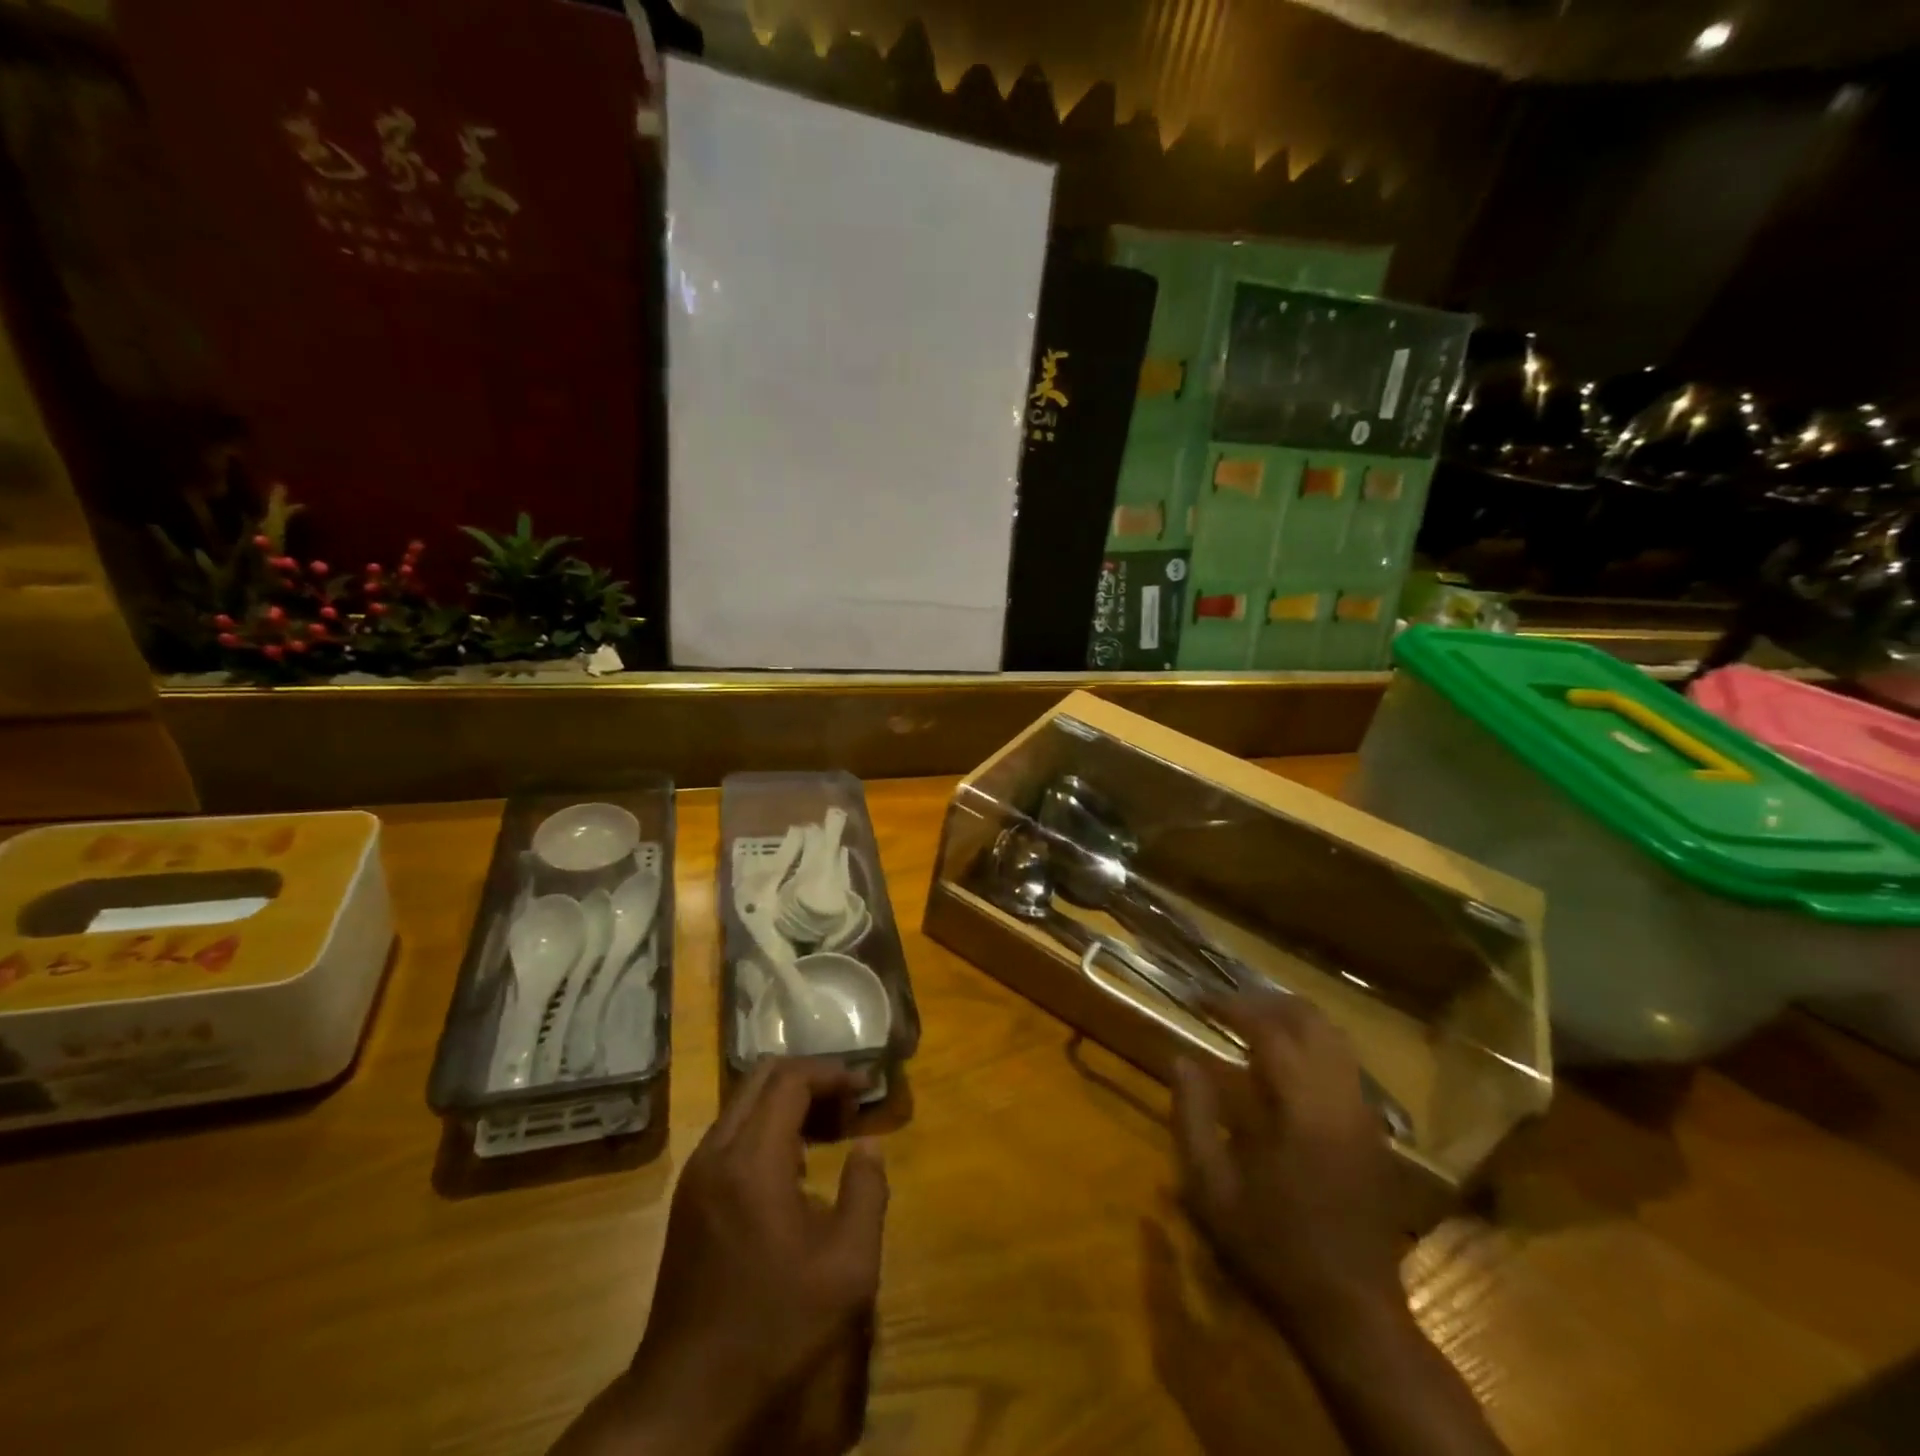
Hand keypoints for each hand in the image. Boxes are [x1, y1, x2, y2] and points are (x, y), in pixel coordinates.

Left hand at [553, 1059, 887, 1455]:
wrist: (688, 1399)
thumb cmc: (775, 1330)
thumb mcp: (847, 1267)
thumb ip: (867, 1192)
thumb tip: (869, 1143)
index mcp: (752, 1161)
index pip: (791, 1079)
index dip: (833, 1073)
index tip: (866, 1088)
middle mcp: (716, 1153)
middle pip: (762, 1078)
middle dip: (810, 1079)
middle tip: (849, 1105)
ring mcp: (695, 1174)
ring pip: (744, 1103)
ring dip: (788, 1102)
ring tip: (830, 1131)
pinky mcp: (689, 1197)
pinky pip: (731, 1134)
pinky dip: (767, 1127)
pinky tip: (794, 1168)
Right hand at [1171, 991, 1403, 1334]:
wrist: (1350, 1312)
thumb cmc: (1271, 1249)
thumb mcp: (1211, 1188)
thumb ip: (1192, 1115)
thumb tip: (1180, 1058)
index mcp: (1300, 1109)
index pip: (1268, 1029)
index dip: (1230, 1004)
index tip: (1197, 998)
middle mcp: (1339, 1099)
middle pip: (1310, 1020)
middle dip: (1265, 1001)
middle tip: (1225, 1005)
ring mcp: (1364, 1115)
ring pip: (1334, 1038)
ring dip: (1291, 1019)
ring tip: (1251, 1024)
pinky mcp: (1374, 1133)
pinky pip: (1344, 1065)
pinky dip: (1311, 1045)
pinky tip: (1282, 1066)